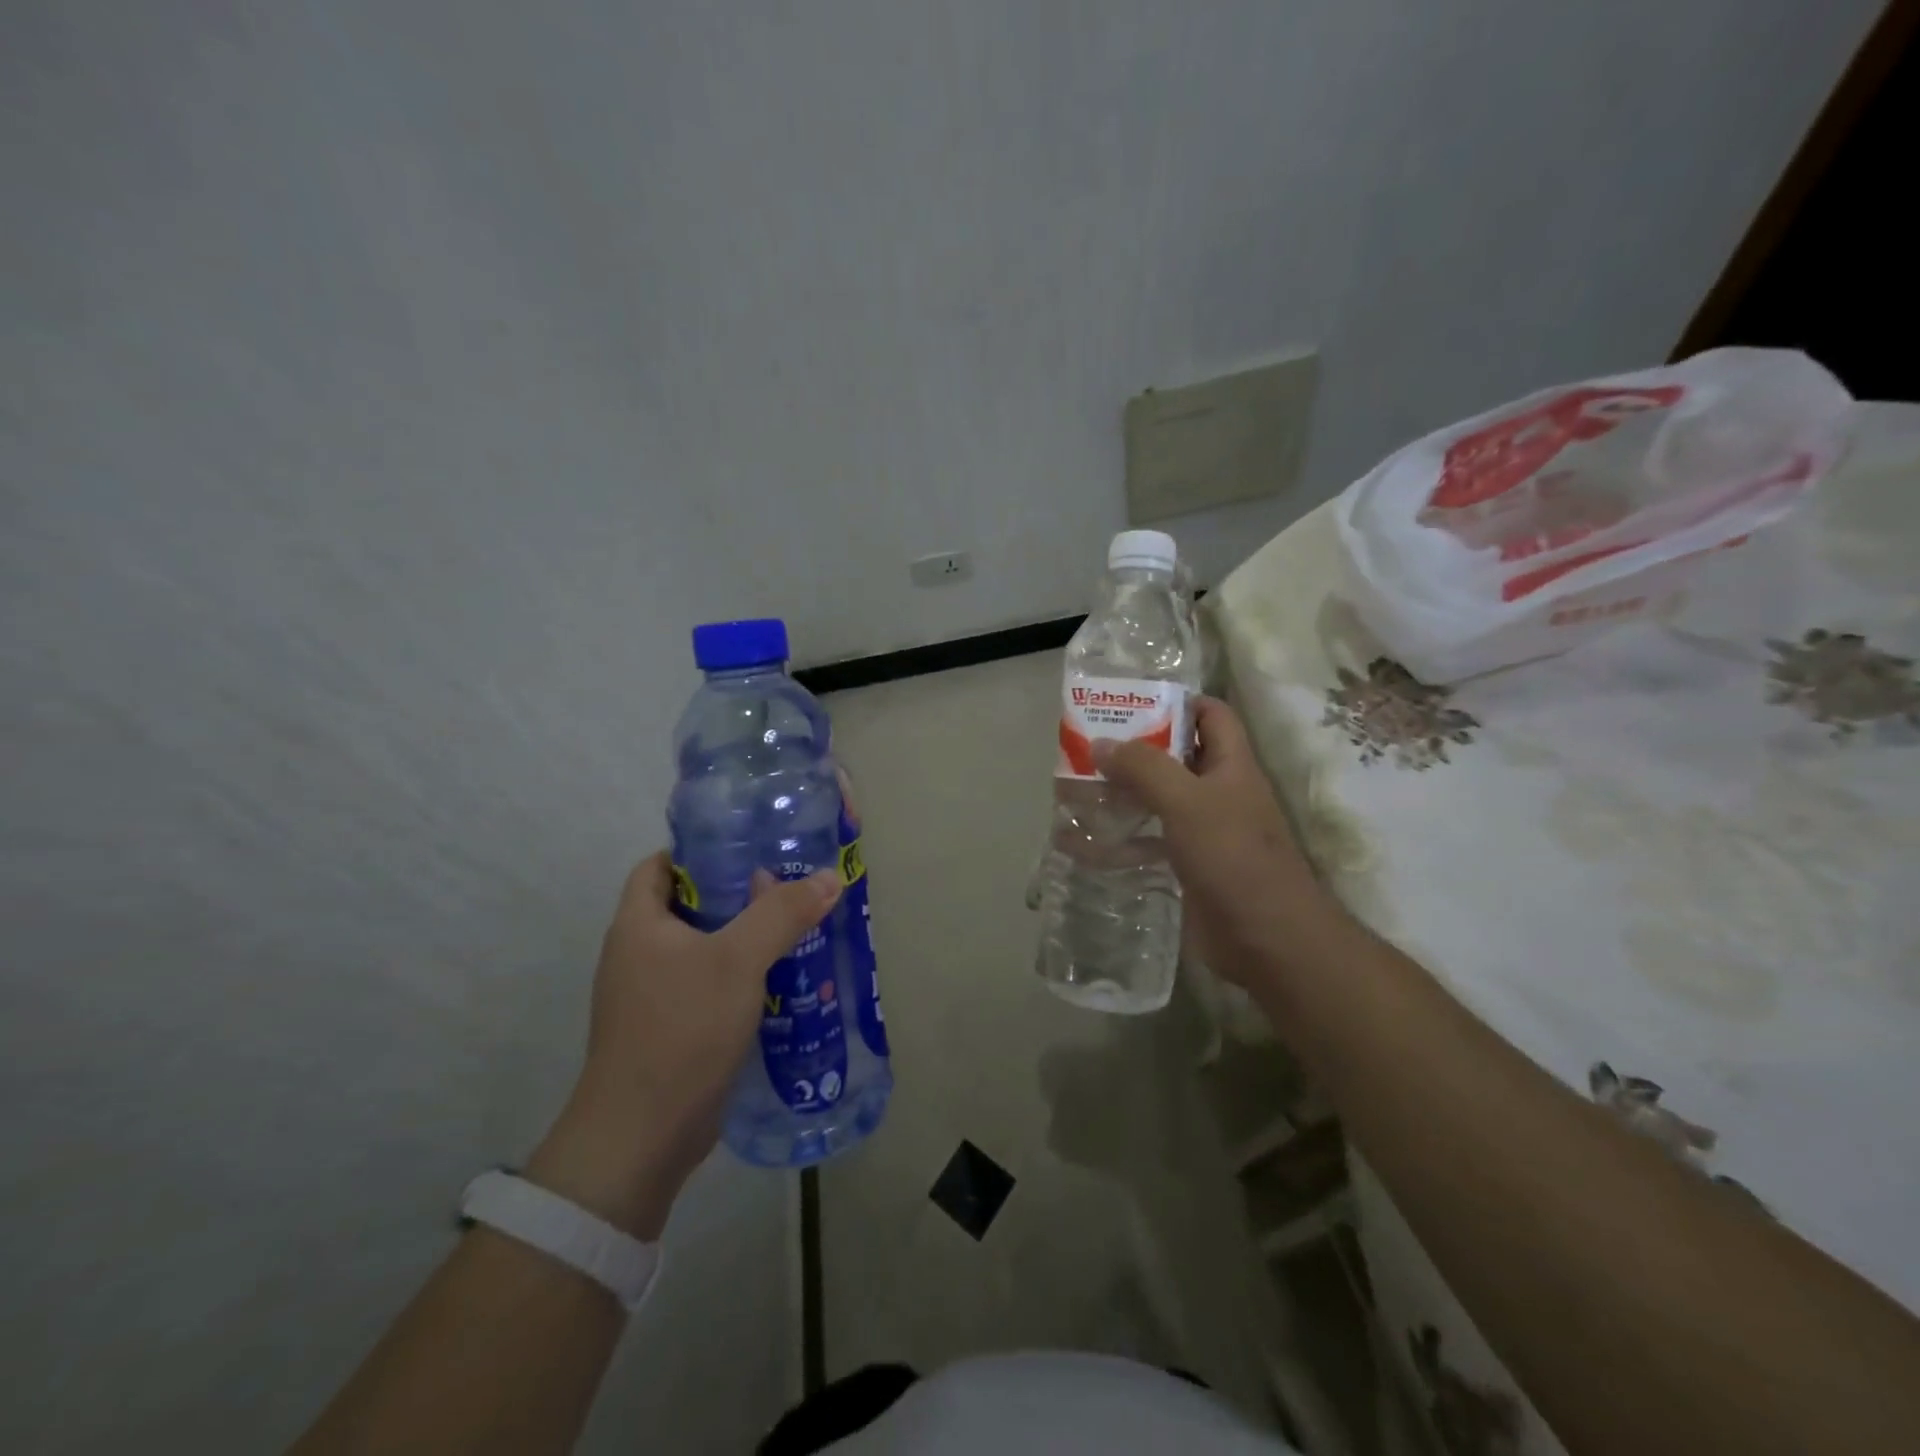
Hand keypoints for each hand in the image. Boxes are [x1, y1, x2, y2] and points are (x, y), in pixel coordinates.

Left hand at [527, 853, 840, 1239]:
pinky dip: (743, 977)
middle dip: (739, 894)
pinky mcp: (672, 1030)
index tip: (751, 848)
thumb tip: (829, 876)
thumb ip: (782, 913)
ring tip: (798, 928)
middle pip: (690, 905)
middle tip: (790, 887)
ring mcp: (653, 996)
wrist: (641, 1137)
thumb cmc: (681, 1029)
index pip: (661, 865)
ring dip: (747, 939)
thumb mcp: (738, 960)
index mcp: (638, 924)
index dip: (701, 851)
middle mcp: (639, 954)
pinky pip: (711, 986)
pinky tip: (784, 981)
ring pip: (706, 949)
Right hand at [1093, 696, 1333, 989]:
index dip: (1177, 702)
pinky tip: (1084, 843)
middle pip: (1176, 757)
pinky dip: (1121, 840)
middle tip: (1088, 746)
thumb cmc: (1234, 858)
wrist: (1267, 939)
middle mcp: (1219, 792)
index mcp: (1231, 765)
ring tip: (1078, 788)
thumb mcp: (1187, 802)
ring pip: (1158, 801)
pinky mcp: (1189, 866)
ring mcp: (1204, 832)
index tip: (1129, 704)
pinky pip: (1150, 842)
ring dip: (1122, 794)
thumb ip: (1144, 768)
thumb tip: (1102, 742)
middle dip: (1135, 750)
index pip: (1211, 715)